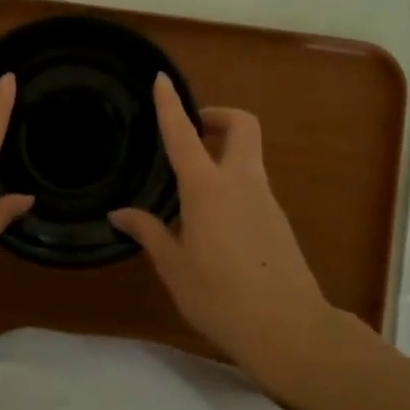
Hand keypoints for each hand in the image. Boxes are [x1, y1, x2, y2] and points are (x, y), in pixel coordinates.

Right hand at [110, 75, 336, 366]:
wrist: (290, 330)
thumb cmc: (221, 298)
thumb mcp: (175, 268)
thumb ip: (149, 233)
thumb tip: (120, 214)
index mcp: (208, 189)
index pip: (184, 134)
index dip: (170, 104)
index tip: (162, 79)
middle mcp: (241, 182)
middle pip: (242, 126)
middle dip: (218, 116)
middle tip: (193, 131)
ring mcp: (266, 199)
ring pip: (249, 155)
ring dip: (224, 152)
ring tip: (191, 187)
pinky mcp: (278, 220)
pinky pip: (253, 184)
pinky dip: (232, 182)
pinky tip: (213, 221)